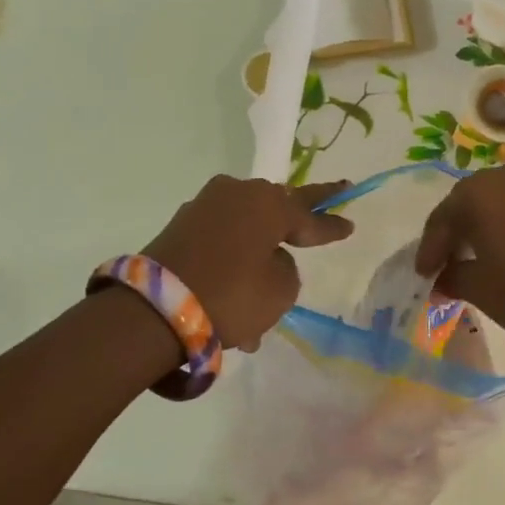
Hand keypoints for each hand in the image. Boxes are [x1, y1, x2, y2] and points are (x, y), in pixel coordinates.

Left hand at [141, 176, 352, 352]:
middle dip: (295, 220)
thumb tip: (268, 258)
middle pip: (275, 209)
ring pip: (245, 234)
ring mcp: (204, 208)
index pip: (310, 215)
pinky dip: (231, 266)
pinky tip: (234, 305)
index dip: (331, 225)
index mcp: (268, 204)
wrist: (154, 310)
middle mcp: (236, 195)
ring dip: (257, 259)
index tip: (350, 224)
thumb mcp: (280, 290)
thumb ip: (286, 268)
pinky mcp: (180, 227)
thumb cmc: (231, 296)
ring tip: (263, 300)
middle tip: (321, 210)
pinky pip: (220, 245)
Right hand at [415, 159, 504, 342]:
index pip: (442, 219)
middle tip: (456, 256)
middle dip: (464, 229)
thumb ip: (454, 277)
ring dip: (500, 221)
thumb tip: (443, 278)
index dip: (431, 248)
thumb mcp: (480, 289)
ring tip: (497, 250)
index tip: (424, 273)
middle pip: (477, 201)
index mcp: (479, 193)